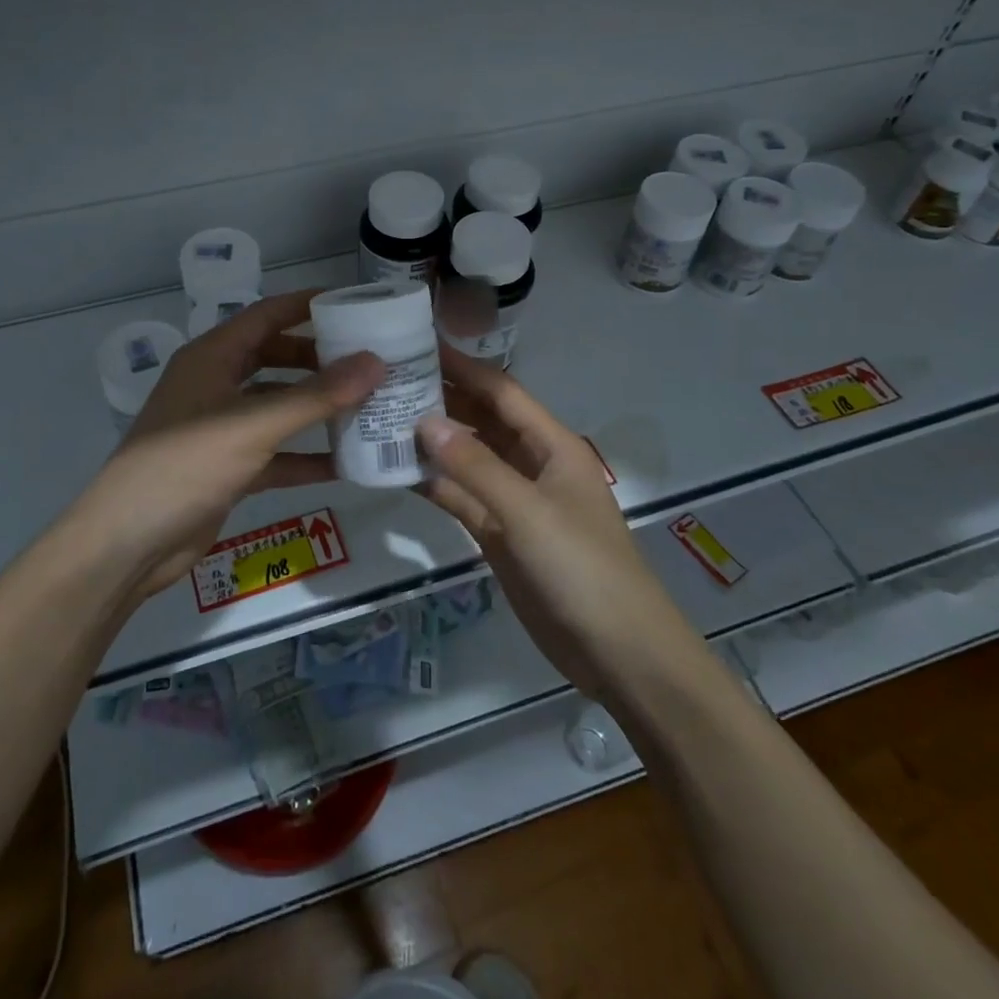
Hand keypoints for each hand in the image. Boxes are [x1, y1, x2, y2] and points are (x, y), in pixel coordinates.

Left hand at [63, 289, 383, 599]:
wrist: (128, 543)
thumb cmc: (185, 466)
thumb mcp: (253, 426)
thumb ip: (315, 396)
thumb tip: (375, 363)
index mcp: (212, 357)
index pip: (266, 315)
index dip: (307, 305)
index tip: (355, 304)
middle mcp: (216, 385)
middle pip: (275, 358)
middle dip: (319, 360)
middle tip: (369, 361)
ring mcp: (221, 428)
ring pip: (278, 407)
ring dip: (317, 408)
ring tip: (368, 406)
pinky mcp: (227, 468)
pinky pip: (276, 452)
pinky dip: (305, 455)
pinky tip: (346, 463)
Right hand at [416, 347, 698, 703]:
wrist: (617, 654)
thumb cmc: (582, 569)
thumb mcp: (528, 512)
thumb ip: (475, 466)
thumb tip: (423, 421)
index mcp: (552, 445)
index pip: (501, 391)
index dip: (462, 366)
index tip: (418, 345)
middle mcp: (531, 463)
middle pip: (481, 419)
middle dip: (441, 398)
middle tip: (386, 381)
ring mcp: (514, 500)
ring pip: (467, 458)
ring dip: (431, 441)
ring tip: (380, 418)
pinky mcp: (498, 533)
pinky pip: (460, 497)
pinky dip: (433, 484)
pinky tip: (395, 471)